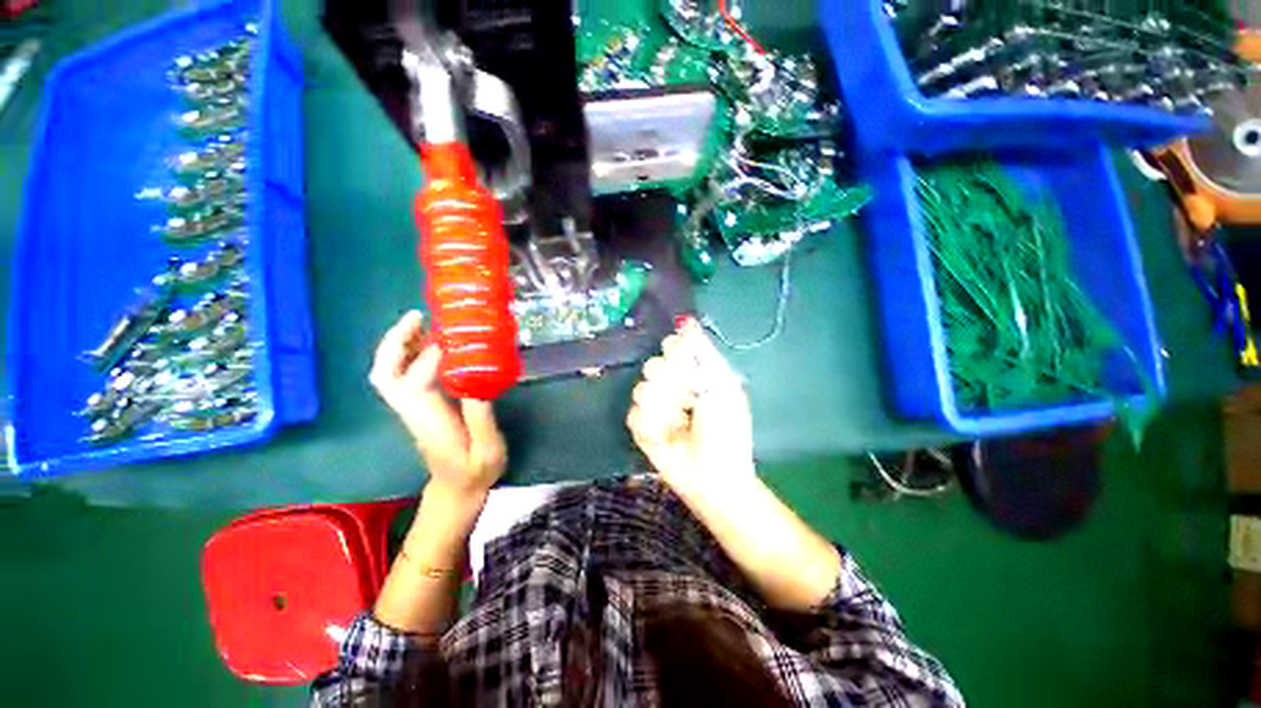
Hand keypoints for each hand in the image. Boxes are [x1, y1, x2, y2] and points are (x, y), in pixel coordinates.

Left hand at [370, 311, 507, 498]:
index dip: (432, 356)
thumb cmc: (475, 472)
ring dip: (400, 344)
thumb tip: (477, 377)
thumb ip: (482, 416)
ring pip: (389, 372)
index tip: (457, 337)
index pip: (417, 381)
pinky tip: (432, 344)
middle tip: (419, 316)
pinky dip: (410, 354)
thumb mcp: (488, 449)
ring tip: (424, 321)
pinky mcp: (418, 407)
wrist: (457, 490)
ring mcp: (411, 409)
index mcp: (429, 420)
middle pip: (385, 373)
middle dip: (396, 342)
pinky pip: (402, 375)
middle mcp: (412, 410)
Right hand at [626, 318, 754, 498]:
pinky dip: (651, 425)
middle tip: (688, 401)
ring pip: (641, 389)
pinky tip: (665, 437)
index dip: (676, 352)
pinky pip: (634, 414)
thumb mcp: (722, 384)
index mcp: (692, 372)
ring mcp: (654, 406)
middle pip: (653, 365)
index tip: (687, 365)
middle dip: (672, 384)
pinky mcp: (641, 428)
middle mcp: (671, 384)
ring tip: (679, 423)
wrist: (714, 474)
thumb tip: (688, 321)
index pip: (672, 345)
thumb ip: (704, 352)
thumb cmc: (726, 428)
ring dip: (663, 408)